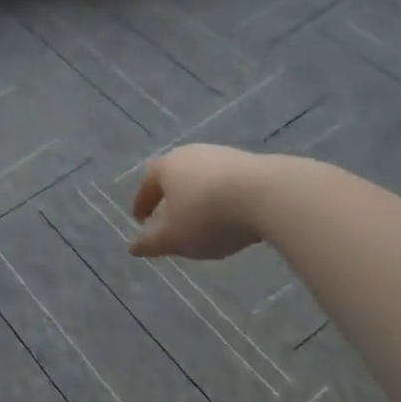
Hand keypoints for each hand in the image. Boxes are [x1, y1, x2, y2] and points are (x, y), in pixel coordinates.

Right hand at [129, 144, 271, 259]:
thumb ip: (151, 243)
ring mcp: (221, 155)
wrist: (268, 195)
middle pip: (174, 176)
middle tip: (171, 216)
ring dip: (199, 195)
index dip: (141, 204)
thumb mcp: (174, 238)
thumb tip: (132, 247)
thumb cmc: (208, 216)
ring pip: (202, 177)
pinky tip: (233, 213)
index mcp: (165, 168)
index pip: (147, 185)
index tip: (141, 221)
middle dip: (170, 196)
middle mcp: (190, 154)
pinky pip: (228, 181)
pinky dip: (224, 196)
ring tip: (204, 217)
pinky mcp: (250, 161)